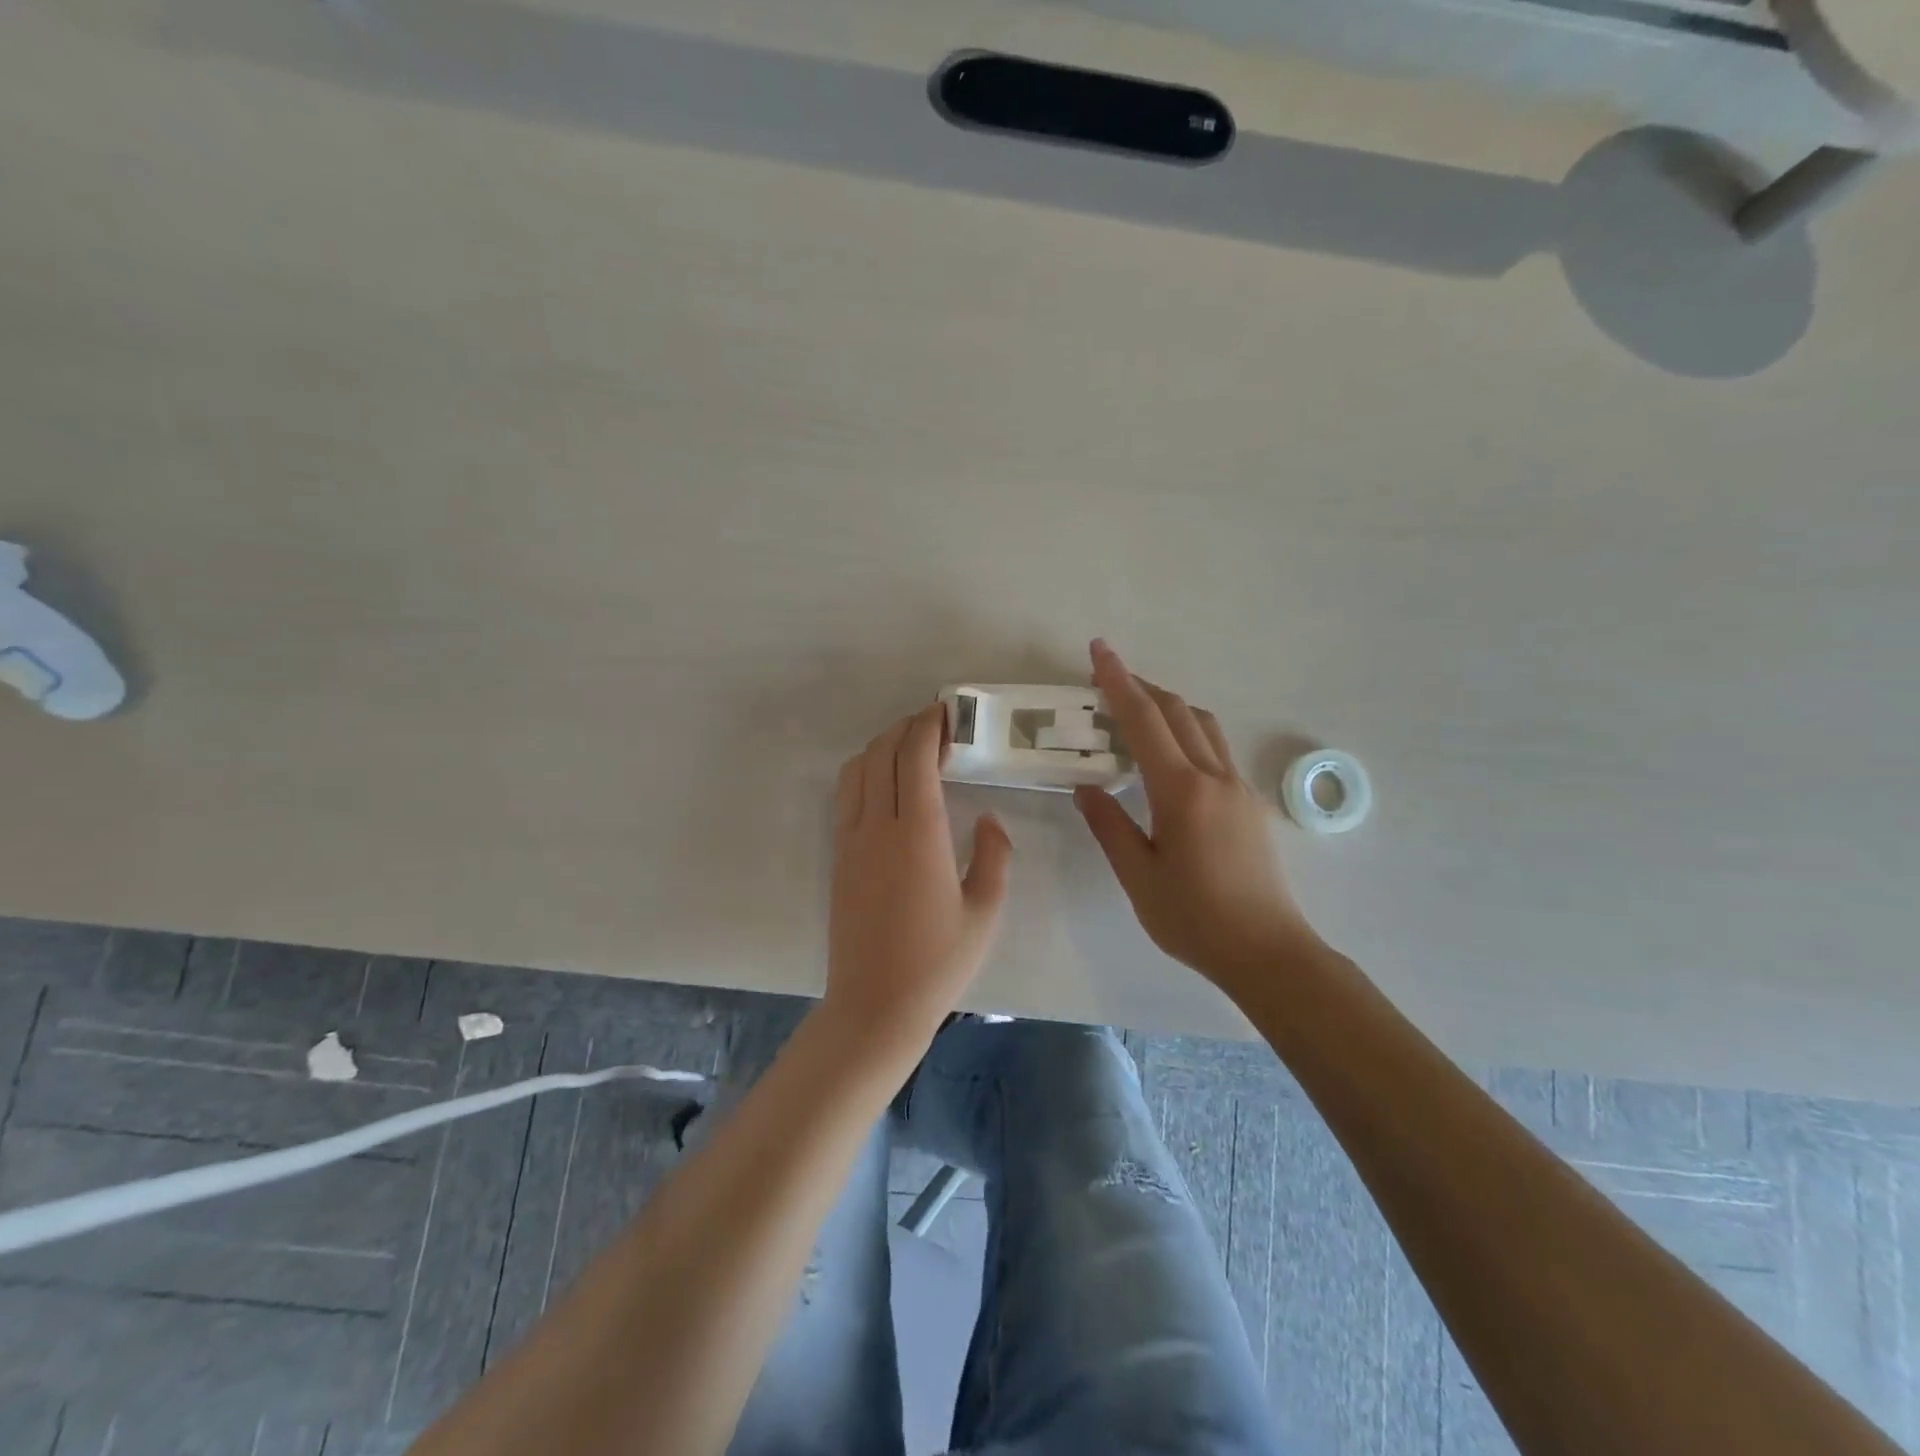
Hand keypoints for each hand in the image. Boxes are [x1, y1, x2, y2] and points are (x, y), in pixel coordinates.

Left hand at [826, 702, 1011, 1056]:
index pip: (915, 757)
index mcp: (919, 834)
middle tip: (935, 723)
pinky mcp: (838, 856)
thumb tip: (988, 819)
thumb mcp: (985, 911)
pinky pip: (846, 796)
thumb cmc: (938, 962)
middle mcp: (878, 826)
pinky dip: (865, 772)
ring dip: (882, 746)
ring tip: (911, 748)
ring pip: (857, 770)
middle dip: (907, 727)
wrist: (875, 1005)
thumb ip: (993, 855)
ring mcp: (851, 840)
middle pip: (882, 753)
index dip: (928, 726)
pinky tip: (887, 784)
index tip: (947, 712)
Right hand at [1073, 640, 1323, 990]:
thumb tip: (1087, 788)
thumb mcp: (1138, 876)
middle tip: (1107, 679)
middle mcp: (1214, 777)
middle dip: (1141, 686)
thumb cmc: (1195, 919)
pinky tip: (1169, 757)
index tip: (1099, 650)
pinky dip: (1187, 732)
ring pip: (1203, 725)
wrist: (1267, 951)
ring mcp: (1238, 788)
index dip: (1118, 681)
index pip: (1144, 720)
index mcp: (1181, 791)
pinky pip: (1215, 749)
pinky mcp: (1249, 804)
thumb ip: (1110, 825)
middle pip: (1178, 711)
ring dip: (1169, 706)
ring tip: (1136, 711)